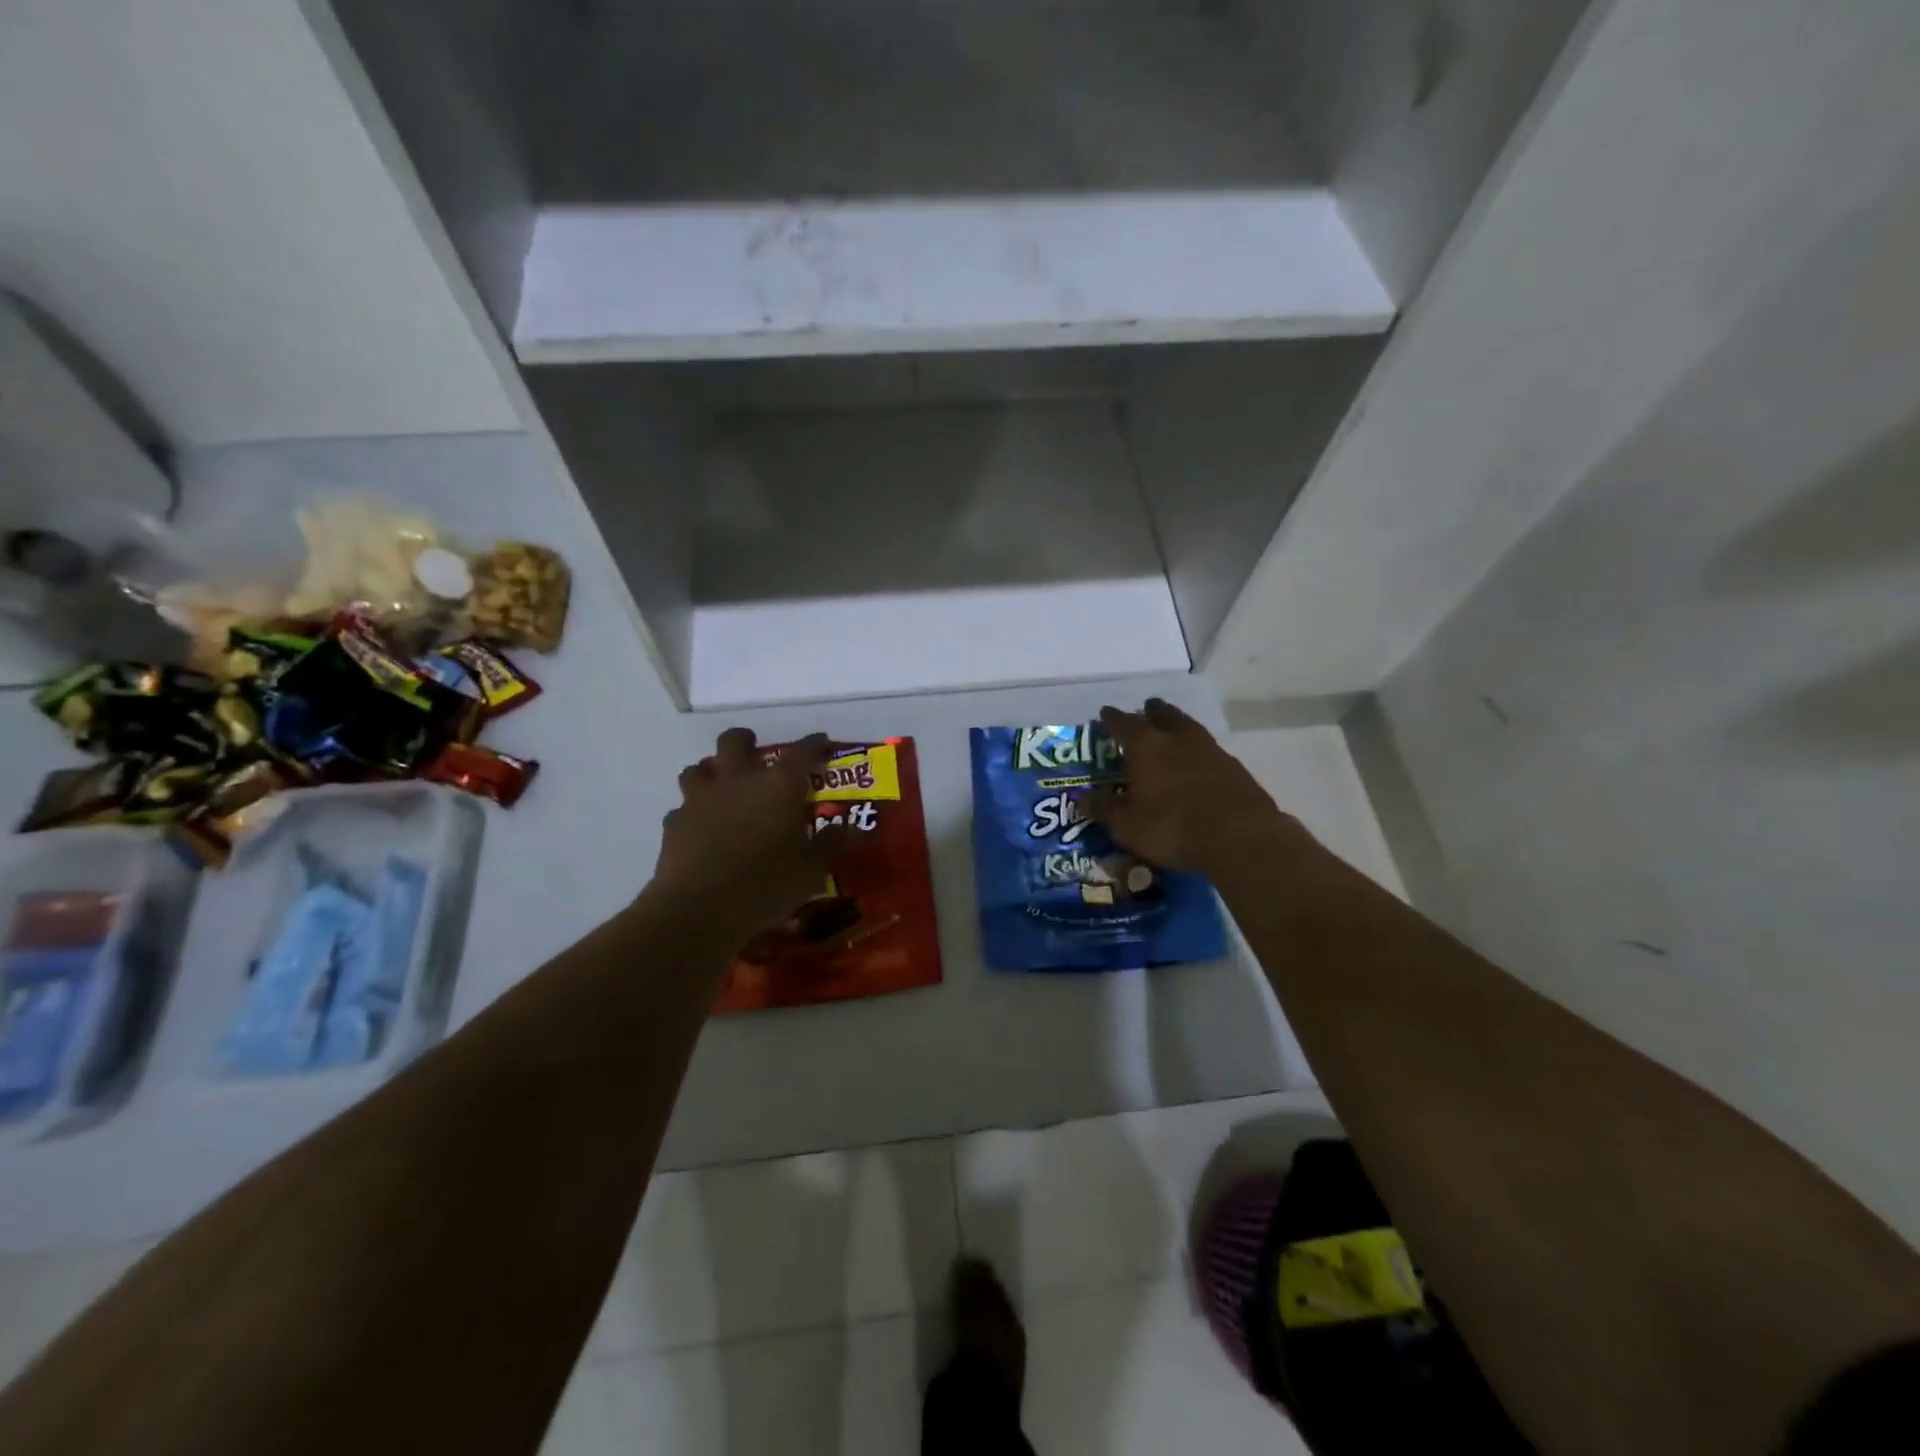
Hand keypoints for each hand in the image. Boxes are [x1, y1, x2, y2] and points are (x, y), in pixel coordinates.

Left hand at [652, 729, 846, 934]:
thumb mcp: (811, 870)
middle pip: (735, 741)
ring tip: (722, 790)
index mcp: (779, 785)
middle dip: (746, 742)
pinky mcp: (674, 823)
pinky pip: (682, 808)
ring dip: (711, 773)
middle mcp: (738, 780)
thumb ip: (831, 844)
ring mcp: (701, 798)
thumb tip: (854, 829)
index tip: (821, 743)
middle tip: (756, 756)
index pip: (802, 751)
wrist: (699, 909)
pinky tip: (700, 830)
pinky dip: (692, 813)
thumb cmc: (766, 884)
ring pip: (698, 768)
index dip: (814, 744)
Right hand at [1088, 699, 1291, 875]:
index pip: (1123, 724)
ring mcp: (1210, 749)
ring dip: (1177, 723)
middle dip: (1151, 711)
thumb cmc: (1171, 827)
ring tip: (1172, 726)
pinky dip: (1198, 748)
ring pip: (1189, 727)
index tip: (1105, 713)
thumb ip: (1104, 809)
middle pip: (1162, 715)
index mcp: (1146, 746)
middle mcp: (1177, 739)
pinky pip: (1209, 748)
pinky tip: (1198, 758)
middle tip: (1146, 708)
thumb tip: (1081, 797)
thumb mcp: (1127, 825)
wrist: (1238, 835)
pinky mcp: (1233, 766)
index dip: (1112, 719)